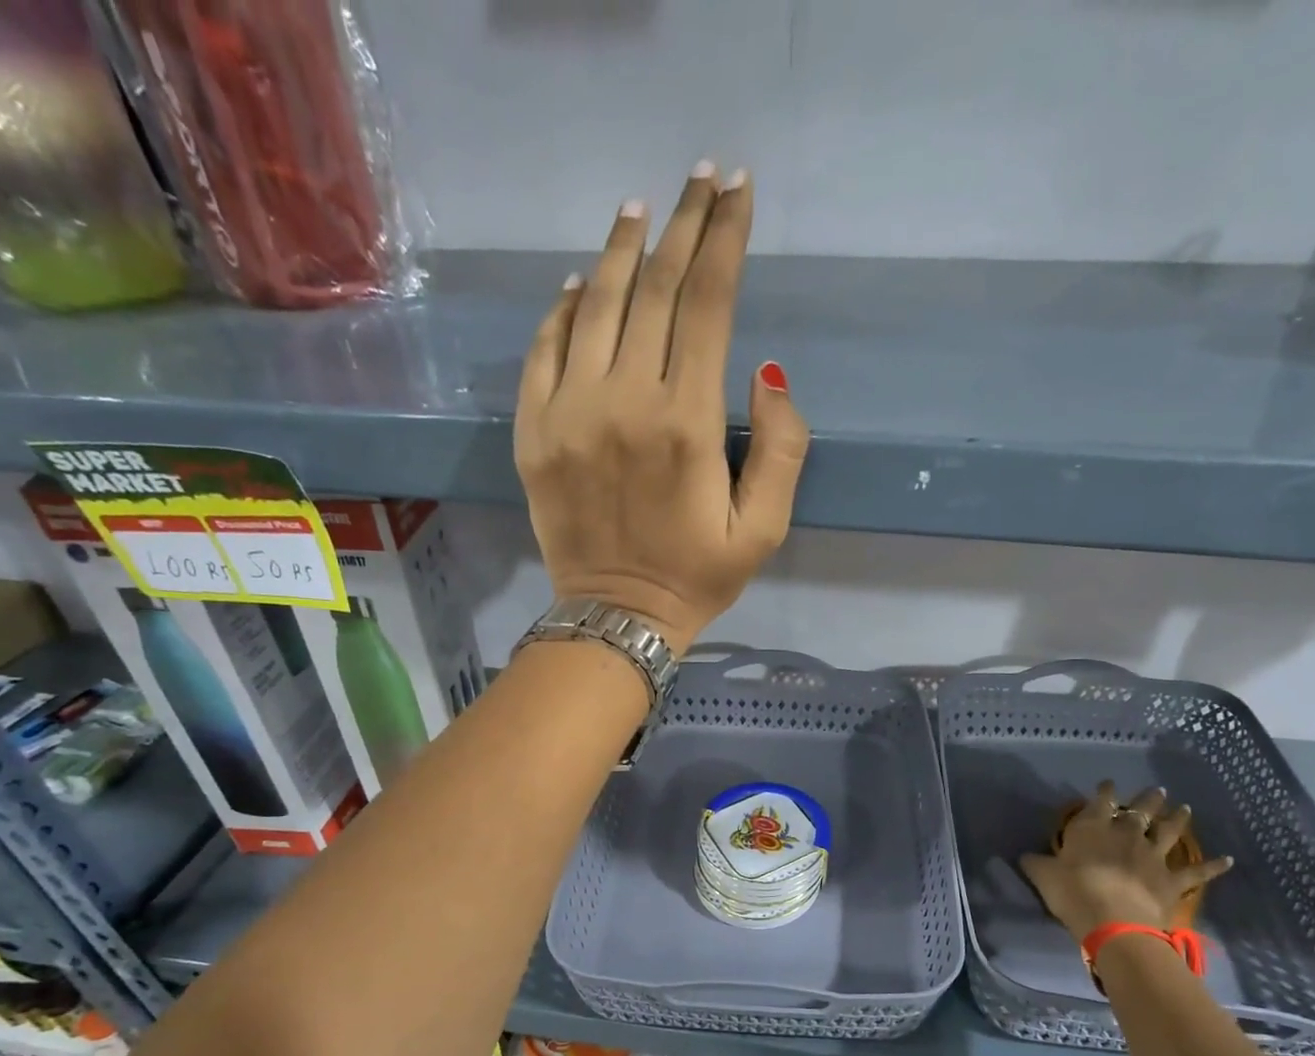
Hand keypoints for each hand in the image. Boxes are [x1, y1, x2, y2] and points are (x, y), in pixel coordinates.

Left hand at [514, 163, 810, 654]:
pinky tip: (578, 284)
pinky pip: (543, 350)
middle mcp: (623, 403)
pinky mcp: (533, 432)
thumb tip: (766, 370)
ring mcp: (568, 413)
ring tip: (639, 211)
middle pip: (653, 289)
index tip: (737, 191)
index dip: (725, 239)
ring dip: (619, 251)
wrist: (616, 617)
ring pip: (594, 306)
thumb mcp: (763, 530)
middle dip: (682, 225)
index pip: (708, 305)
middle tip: (699, 178)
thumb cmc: (697, 578)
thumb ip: (781, 449)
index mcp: (686, 424)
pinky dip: (561, 309)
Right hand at [1019, 782, 1232, 942]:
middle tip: (1157, 791)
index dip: (1104, 792)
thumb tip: (1024, 855)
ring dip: (1178, 819)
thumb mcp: (1043, 876)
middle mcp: (1126, 834)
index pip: (1100, 802)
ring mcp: (1153, 856)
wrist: (1112, 921)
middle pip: (1140, 811)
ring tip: (1185, 808)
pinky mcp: (1172, 880)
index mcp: (1093, 828)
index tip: (1108, 784)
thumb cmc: (1072, 892)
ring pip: (1169, 832)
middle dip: (1148, 799)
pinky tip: (1228, 860)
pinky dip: (1213, 866)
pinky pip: (1196, 872)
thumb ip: (1036, 863)